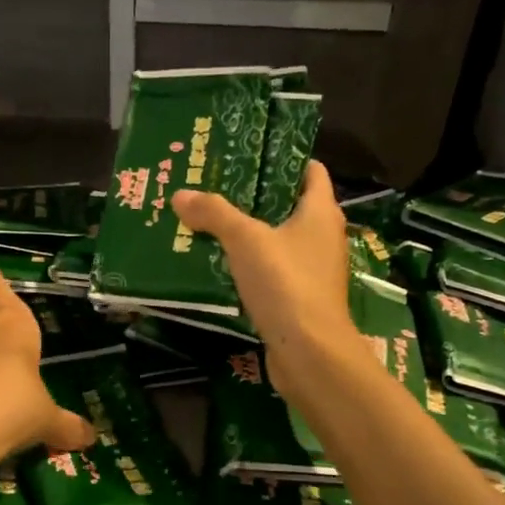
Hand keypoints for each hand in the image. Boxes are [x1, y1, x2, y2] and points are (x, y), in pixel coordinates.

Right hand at [173, 161, 359, 393]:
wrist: (310, 352)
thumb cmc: (286, 283)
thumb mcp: (245, 240)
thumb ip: (214, 214)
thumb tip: (180, 195)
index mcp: (321, 212)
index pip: (310, 170)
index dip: (283, 158)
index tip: (248, 152)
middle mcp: (323, 236)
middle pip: (289, 204)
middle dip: (255, 195)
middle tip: (215, 185)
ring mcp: (313, 270)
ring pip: (278, 239)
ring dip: (249, 232)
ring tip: (210, 221)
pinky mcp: (300, 298)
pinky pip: (272, 269)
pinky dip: (250, 263)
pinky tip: (219, 263)